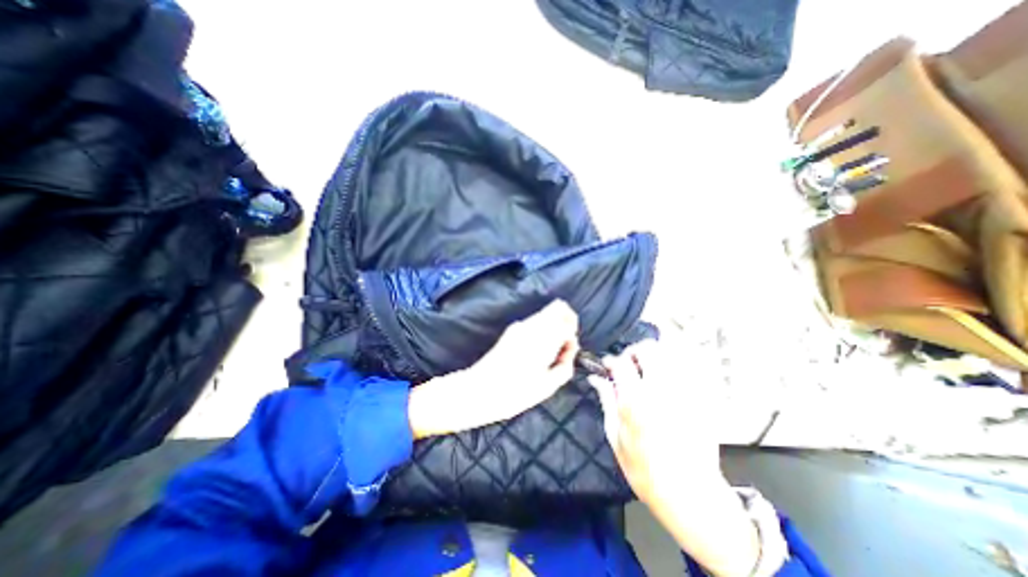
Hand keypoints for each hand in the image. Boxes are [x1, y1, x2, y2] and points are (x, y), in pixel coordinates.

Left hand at [409, 303, 576, 437]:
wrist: (480, 390)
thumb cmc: (516, 392)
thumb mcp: (548, 385)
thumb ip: (565, 364)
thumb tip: (570, 350)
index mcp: (544, 337)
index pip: (567, 318)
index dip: (573, 333)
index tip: (569, 349)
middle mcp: (532, 325)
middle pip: (557, 307)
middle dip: (566, 322)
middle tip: (563, 345)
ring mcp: (520, 326)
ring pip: (546, 314)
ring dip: (553, 327)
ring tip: (548, 353)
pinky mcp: (512, 331)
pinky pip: (535, 323)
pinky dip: (542, 331)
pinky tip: (536, 353)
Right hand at [587, 332, 762, 575]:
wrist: (691, 496)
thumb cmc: (645, 471)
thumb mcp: (616, 438)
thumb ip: (607, 401)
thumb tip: (596, 379)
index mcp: (636, 402)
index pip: (620, 363)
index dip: (610, 360)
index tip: (607, 365)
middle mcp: (661, 391)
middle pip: (648, 350)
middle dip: (634, 351)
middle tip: (629, 363)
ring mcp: (685, 394)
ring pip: (673, 353)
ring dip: (657, 353)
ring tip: (649, 365)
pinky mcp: (703, 400)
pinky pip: (693, 367)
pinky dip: (679, 360)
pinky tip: (670, 370)